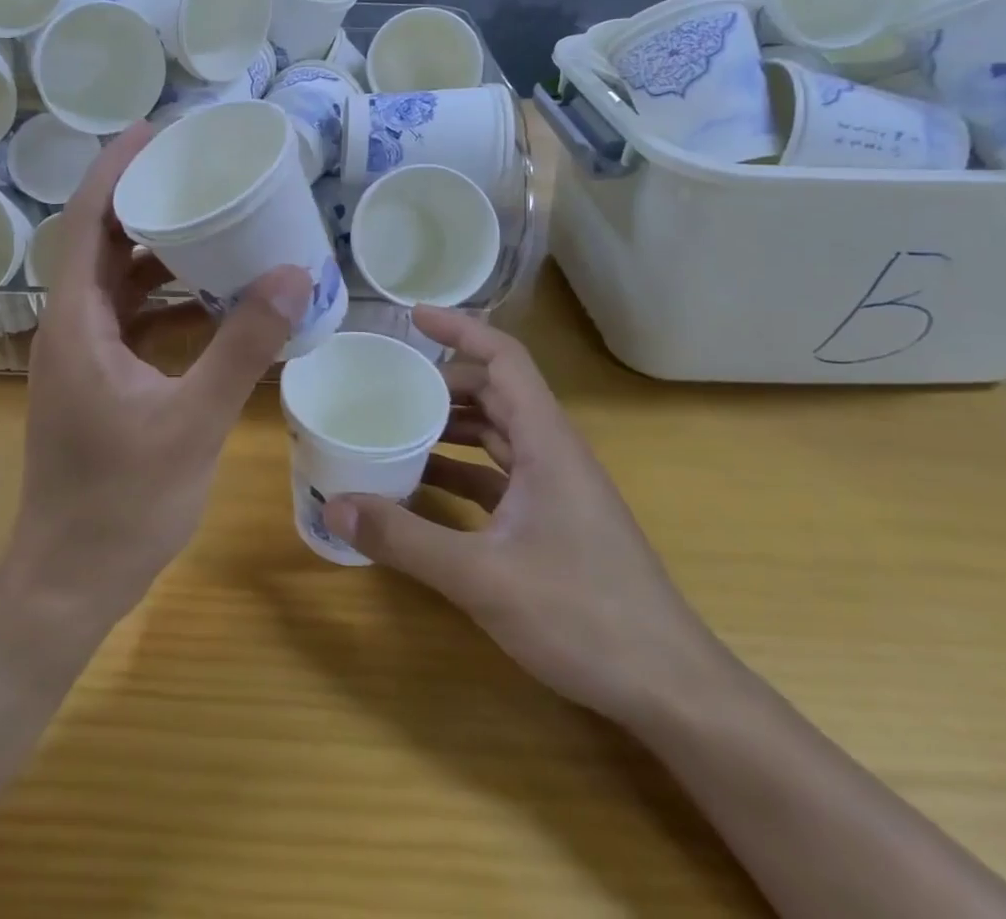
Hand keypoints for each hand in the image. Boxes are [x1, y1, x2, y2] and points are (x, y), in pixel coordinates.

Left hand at [15, 124, 310, 618]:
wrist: (70, 580)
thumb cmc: (122, 502)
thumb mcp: (193, 421)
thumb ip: (243, 346)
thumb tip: (292, 275)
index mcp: (76, 323)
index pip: (85, 222)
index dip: (114, 171)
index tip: (154, 132)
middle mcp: (69, 327)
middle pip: (99, 242)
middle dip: (141, 200)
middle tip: (196, 168)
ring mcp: (81, 355)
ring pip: (114, 281)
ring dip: (155, 249)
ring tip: (210, 218)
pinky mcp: (96, 379)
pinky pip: (128, 316)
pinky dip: (163, 296)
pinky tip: (209, 295)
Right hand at [323, 308, 722, 726]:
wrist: (671, 688)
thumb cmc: (585, 616)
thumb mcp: (482, 577)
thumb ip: (405, 539)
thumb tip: (334, 506)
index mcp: (547, 441)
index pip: (504, 358)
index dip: (460, 329)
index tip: (412, 317)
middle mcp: (554, 452)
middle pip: (496, 391)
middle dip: (444, 381)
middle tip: (389, 385)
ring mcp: (557, 489)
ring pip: (498, 433)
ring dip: (452, 425)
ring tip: (397, 428)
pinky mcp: (554, 521)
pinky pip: (500, 474)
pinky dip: (462, 469)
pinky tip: (425, 489)